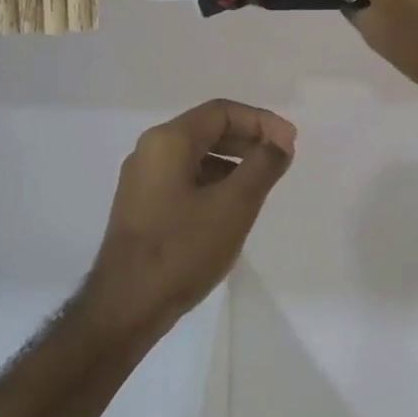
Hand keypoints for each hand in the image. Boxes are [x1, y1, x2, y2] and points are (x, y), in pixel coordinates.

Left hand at [85, 100, 295, 333]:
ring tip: (262, 184)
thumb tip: (280, 142)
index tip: (291, 143)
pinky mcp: (142, 206)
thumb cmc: (182, 249)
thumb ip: (262, 166)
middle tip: (282, 159)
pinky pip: (184, 179)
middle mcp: (150, 151)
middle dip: (248, 139)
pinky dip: (213, 182)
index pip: (221, 112)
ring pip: (196, 156)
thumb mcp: (234, 205)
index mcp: (168, 141)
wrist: (127, 305)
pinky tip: (231, 207)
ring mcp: (142, 180)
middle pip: (207, 130)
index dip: (262, 121)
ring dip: (232, 162)